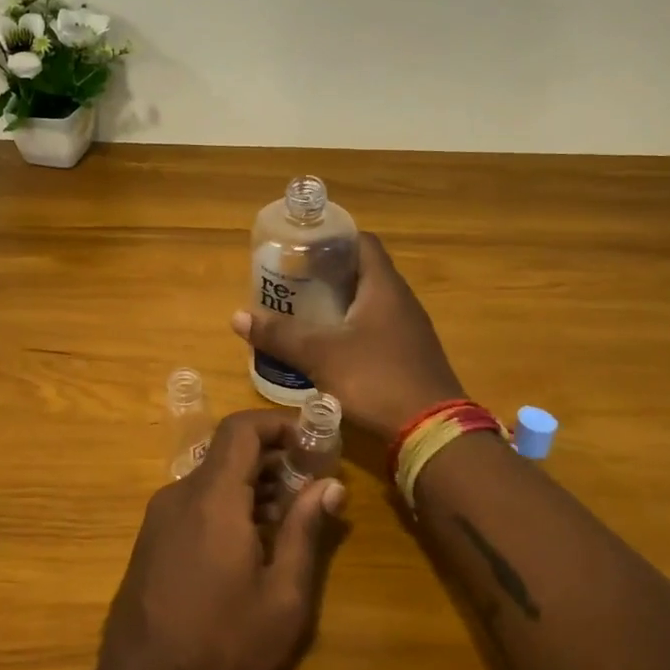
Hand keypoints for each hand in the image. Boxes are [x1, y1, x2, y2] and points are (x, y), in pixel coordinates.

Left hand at [96, 410, 345, 669]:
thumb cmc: (224, 643)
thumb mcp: (283, 596)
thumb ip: (306, 531)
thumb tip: (330, 486)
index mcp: (213, 498)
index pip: (241, 429)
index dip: (278, 423)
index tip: (312, 442)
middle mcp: (181, 494)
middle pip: (229, 453)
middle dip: (274, 459)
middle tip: (311, 487)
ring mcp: (160, 516)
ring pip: (213, 479)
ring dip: (253, 486)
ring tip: (288, 521)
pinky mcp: (152, 538)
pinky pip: (196, 502)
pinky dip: (228, 505)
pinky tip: (251, 545)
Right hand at [232, 232, 464, 438]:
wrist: (431, 430)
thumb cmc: (376, 378)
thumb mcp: (320, 355)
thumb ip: (280, 335)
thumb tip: (237, 316)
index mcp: (384, 287)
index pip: (361, 242)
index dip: (332, 240)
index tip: (301, 248)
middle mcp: (401, 301)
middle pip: (362, 273)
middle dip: (326, 275)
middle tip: (291, 282)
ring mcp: (408, 330)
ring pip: (368, 304)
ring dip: (337, 304)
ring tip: (302, 312)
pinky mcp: (408, 356)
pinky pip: (375, 330)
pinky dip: (350, 330)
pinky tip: (327, 347)